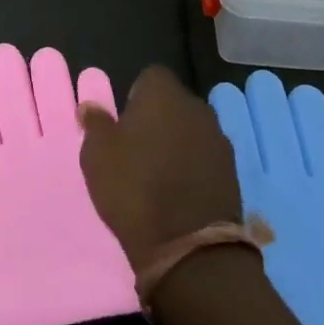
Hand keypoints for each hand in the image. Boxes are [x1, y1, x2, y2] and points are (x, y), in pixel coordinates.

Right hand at [78, 66, 241, 270]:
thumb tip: (91, 106)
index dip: (135, 96)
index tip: (123, 124)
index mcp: (163, 93)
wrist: (189, 247)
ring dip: (177, 143)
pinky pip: (205, 157)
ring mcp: (218, 138)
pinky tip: (179, 192)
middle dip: (158, 119)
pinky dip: (194, 167)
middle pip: (173, 103)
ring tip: (158, 174)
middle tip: (137, 149)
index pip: (150, 77)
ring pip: (191, 130)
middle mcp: (195, 106)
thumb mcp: (97, 155)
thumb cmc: (134, 188)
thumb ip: (95, 124)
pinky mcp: (232, 171)